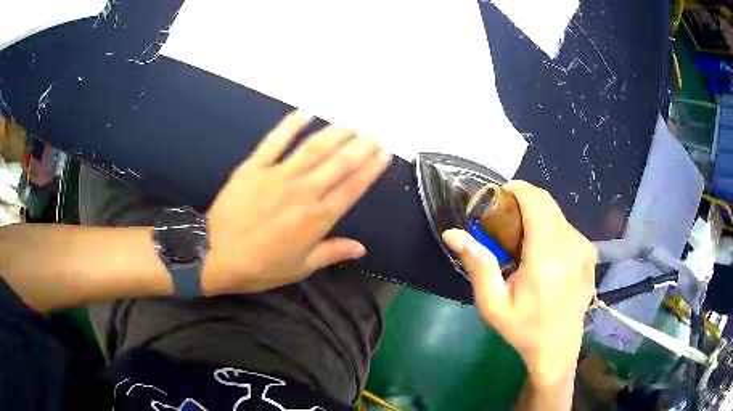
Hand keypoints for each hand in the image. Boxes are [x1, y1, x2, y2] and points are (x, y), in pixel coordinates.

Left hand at [203, 112, 391, 294]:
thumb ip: (332, 253)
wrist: (216, 255)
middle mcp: (303, 191)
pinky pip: (274, 141)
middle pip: (339, 163)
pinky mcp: (254, 167)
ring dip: (335, 134)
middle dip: (361, 146)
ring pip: (313, 148)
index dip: (371, 169)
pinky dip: (290, 125)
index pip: (352, 187)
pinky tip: (305, 112)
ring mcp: (278, 175)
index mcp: (317, 218)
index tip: (384, 154)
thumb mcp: (300, 267)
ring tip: (351, 124)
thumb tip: (362, 248)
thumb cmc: (260, 267)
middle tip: (374, 134)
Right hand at [442, 181, 595, 386]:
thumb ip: (477, 265)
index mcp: (548, 256)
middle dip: (524, 201)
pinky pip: (567, 228)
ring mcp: (584, 248)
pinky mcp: (589, 253)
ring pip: (557, 214)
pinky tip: (542, 253)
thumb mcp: (493, 304)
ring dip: (537, 216)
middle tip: (504, 220)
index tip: (498, 198)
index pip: (536, 201)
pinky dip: (551, 229)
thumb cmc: (524, 328)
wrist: (558, 348)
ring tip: (521, 240)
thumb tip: (452, 234)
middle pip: (547, 202)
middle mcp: (571, 245)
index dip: (517, 189)